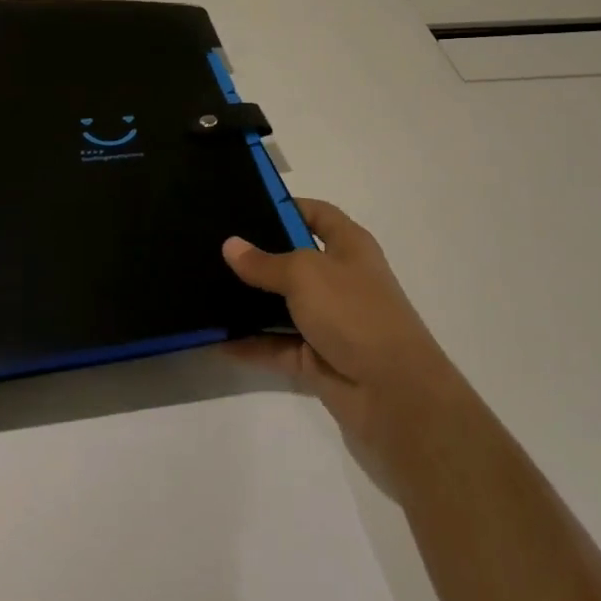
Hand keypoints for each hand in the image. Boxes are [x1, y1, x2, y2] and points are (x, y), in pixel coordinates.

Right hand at [224, 200, 463, 486]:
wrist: (394, 395)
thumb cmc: (354, 313)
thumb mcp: (305, 275)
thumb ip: (265, 262)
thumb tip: (231, 245)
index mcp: (349, 247)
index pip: (317, 215)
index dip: (287, 206)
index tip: (246, 206)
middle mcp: (340, 280)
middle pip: (294, 259)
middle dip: (258, 256)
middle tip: (213, 247)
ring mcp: (329, 322)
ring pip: (282, 305)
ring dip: (250, 302)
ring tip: (205, 288)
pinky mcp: (317, 359)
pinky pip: (276, 345)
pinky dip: (250, 344)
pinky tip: (215, 338)